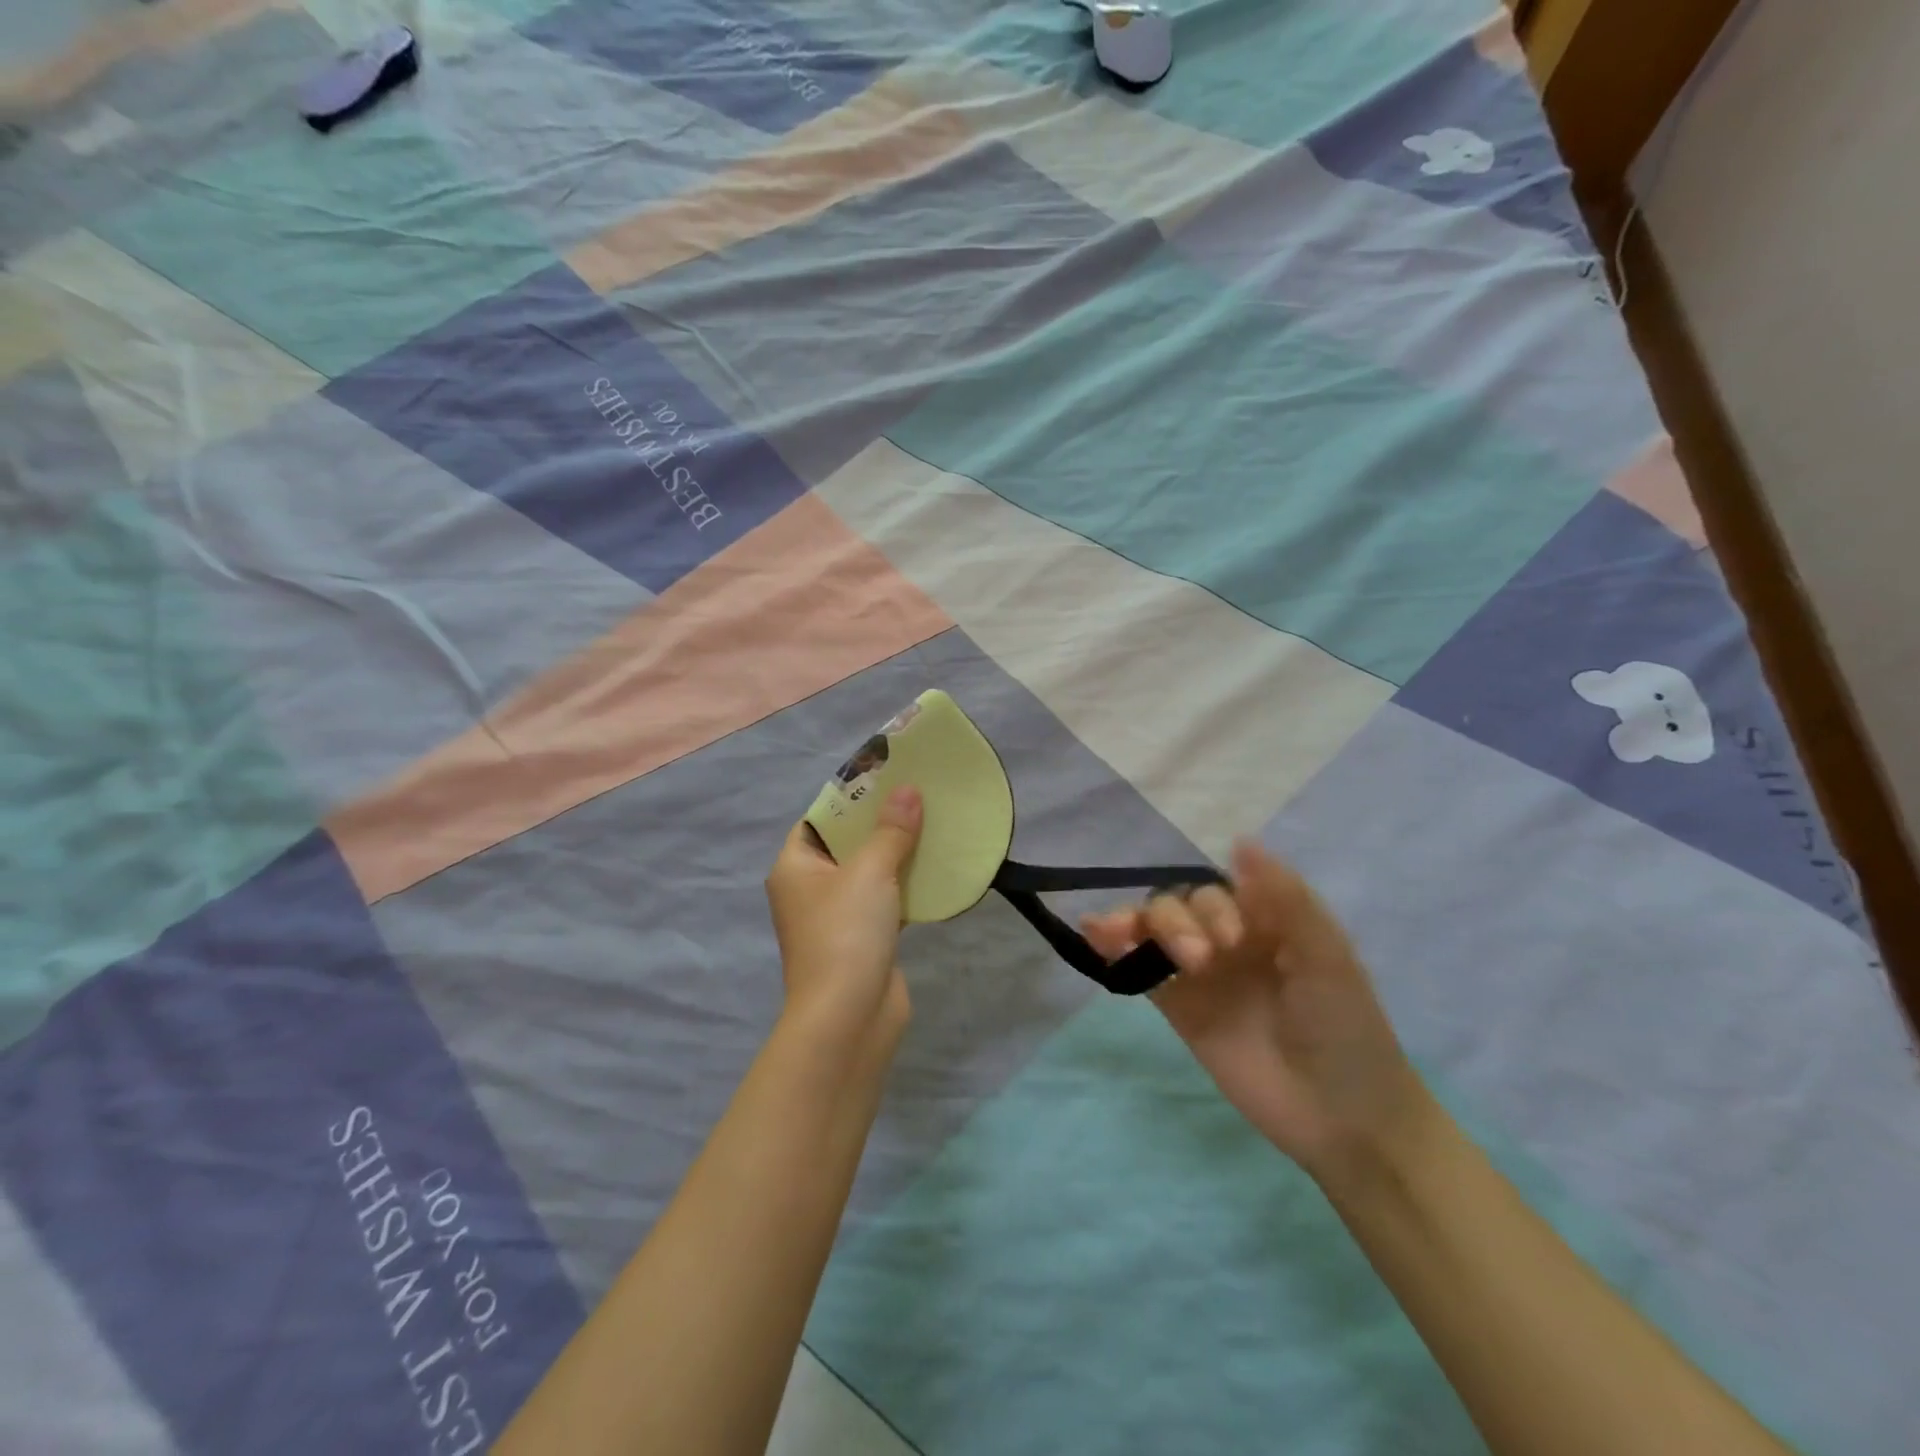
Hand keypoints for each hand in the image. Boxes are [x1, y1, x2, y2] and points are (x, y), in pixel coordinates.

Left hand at [765, 787, 922, 1047]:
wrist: (849, 1018)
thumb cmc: (845, 933)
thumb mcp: (870, 871)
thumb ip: (891, 830)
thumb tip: (908, 791)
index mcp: (795, 867)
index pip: (818, 819)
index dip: (849, 797)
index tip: (885, 777)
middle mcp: (810, 889)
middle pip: (846, 845)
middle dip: (880, 823)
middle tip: (917, 795)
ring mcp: (837, 917)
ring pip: (869, 873)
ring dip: (897, 854)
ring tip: (932, 823)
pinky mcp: (864, 940)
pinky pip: (886, 901)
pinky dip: (906, 886)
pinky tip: (936, 868)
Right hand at [1083, 840, 1430, 1183]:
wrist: (1341, 1117)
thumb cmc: (1345, 1028)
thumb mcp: (1326, 956)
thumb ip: (1285, 898)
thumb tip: (1239, 840)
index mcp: (1265, 919)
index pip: (1219, 887)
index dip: (1214, 904)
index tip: (1233, 940)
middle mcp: (1227, 938)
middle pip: (1180, 904)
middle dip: (1179, 922)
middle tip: (1202, 962)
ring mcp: (1199, 974)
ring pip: (1154, 928)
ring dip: (1135, 922)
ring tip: (1117, 933)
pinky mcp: (1178, 1008)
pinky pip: (1141, 970)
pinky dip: (1114, 949)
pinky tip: (1094, 935)